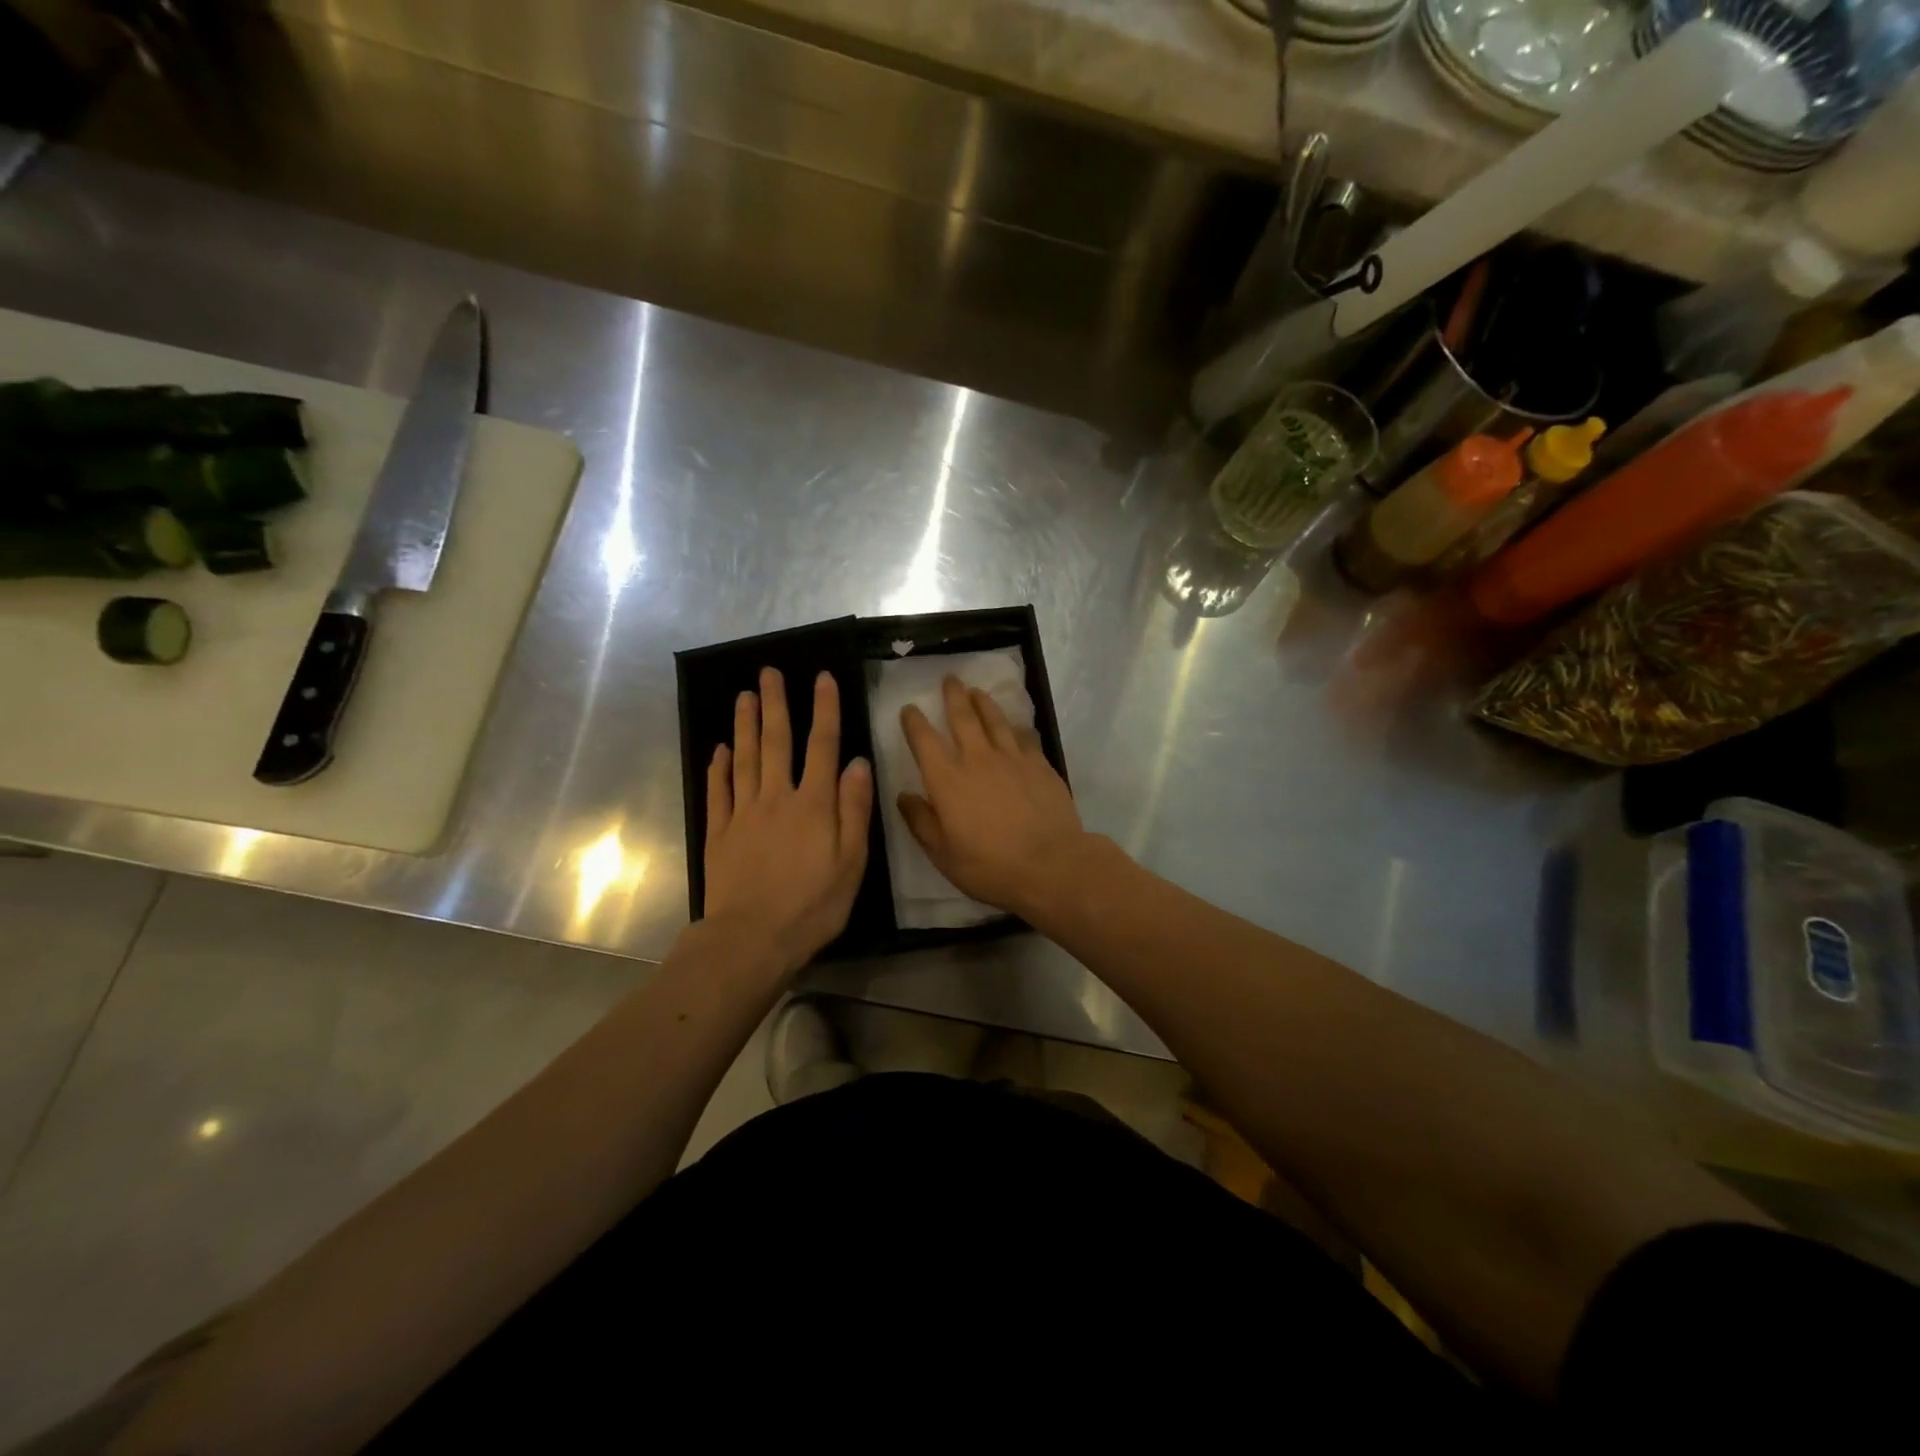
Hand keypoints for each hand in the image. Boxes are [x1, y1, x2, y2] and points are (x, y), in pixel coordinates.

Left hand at [705, 668, 872, 973]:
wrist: (750, 939)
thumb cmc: (812, 906)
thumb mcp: (851, 862)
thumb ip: (855, 810)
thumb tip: (858, 762)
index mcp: (814, 804)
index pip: (822, 746)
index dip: (824, 709)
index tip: (822, 677)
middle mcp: (777, 798)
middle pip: (776, 742)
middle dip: (775, 704)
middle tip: (768, 672)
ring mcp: (743, 813)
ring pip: (744, 758)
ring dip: (745, 725)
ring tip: (743, 696)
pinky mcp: (719, 833)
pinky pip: (718, 791)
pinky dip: (718, 767)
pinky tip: (719, 749)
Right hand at [898, 676, 1088, 916]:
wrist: (1051, 865)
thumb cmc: (990, 866)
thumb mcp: (943, 854)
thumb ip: (921, 822)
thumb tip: (904, 796)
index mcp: (947, 780)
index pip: (924, 740)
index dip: (914, 722)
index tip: (910, 709)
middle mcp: (977, 759)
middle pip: (963, 716)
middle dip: (953, 695)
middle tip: (950, 679)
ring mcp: (1013, 758)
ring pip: (995, 719)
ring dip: (983, 702)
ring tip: (977, 691)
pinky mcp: (1040, 764)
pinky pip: (1024, 736)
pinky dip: (1015, 726)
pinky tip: (1015, 725)